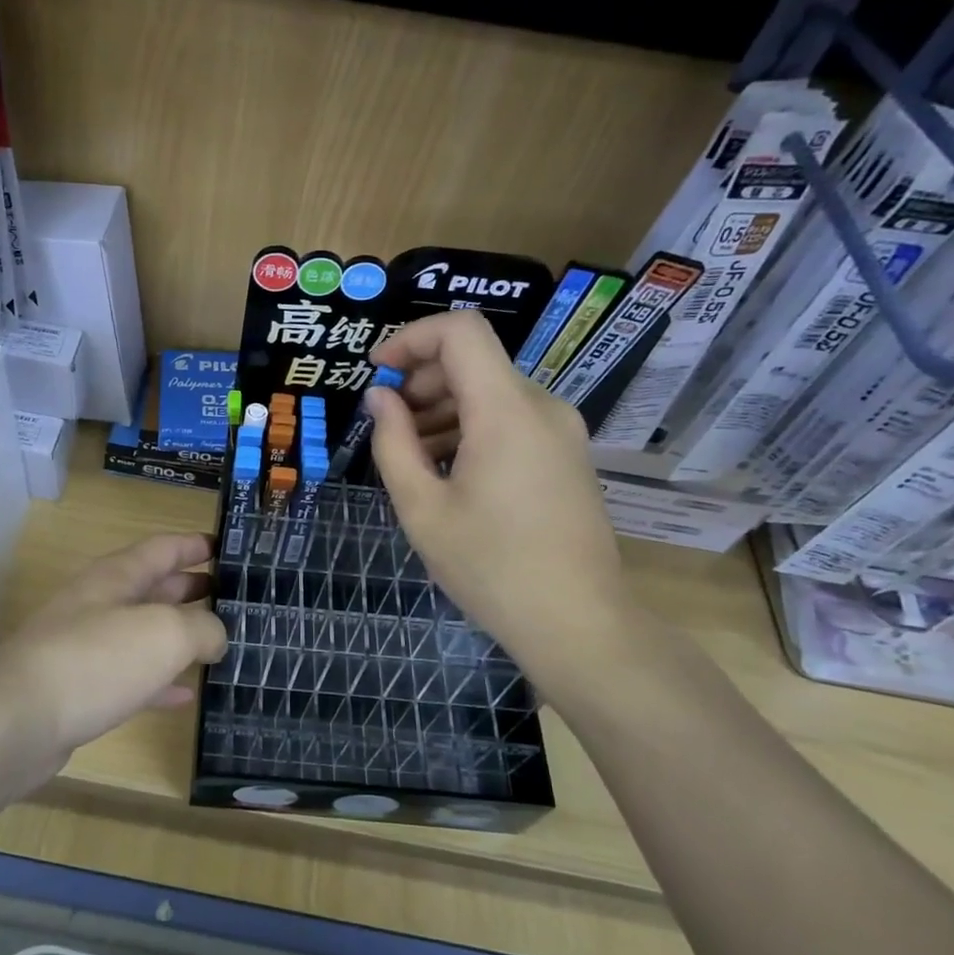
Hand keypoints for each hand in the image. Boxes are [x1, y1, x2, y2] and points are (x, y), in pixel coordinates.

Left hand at [0, 533, 227, 793]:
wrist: (16, 722)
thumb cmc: (96, 660)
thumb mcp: (165, 632)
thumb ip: (202, 628)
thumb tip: (216, 637)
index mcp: (116, 577)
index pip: (163, 549)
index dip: (195, 545)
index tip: (227, 548)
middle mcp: (99, 605)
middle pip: (152, 588)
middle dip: (191, 588)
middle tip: (232, 598)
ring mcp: (86, 648)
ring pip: (142, 634)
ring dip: (178, 636)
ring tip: (218, 643)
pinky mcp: (80, 690)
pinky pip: (130, 679)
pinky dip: (159, 682)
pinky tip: (185, 695)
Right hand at [366, 311, 630, 686]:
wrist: (577, 622)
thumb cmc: (490, 567)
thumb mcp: (422, 508)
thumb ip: (393, 443)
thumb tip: (379, 398)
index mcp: (505, 411)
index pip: (461, 331)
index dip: (411, 338)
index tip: (376, 374)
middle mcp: (542, 407)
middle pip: (475, 361)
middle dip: (421, 381)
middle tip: (386, 425)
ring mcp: (562, 431)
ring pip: (492, 392)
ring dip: (444, 409)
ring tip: (411, 456)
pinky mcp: (567, 455)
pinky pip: (512, 420)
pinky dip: (472, 428)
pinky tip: (448, 472)